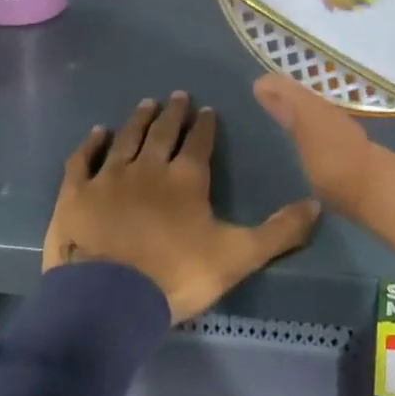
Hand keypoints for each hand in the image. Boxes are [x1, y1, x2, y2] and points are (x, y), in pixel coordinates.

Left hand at [44, 92, 321, 322]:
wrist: (108, 300)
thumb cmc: (176, 276)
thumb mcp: (238, 257)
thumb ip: (278, 232)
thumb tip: (317, 204)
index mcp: (187, 178)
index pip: (199, 142)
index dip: (205, 125)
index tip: (207, 110)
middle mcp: (149, 166)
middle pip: (163, 131)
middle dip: (173, 113)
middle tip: (177, 95)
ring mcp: (110, 176)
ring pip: (127, 138)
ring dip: (138, 119)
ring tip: (146, 103)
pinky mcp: (76, 193)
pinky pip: (83, 159)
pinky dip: (90, 144)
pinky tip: (97, 132)